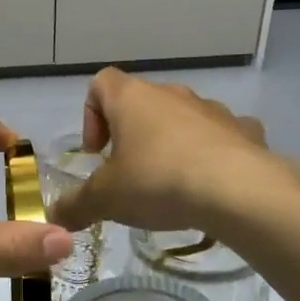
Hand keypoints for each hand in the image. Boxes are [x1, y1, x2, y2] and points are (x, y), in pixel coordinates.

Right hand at [46, 69, 294, 234]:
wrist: (239, 192)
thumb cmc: (158, 182)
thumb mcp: (105, 200)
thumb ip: (76, 205)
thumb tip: (53, 217)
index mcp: (132, 98)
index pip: (101, 83)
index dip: (92, 114)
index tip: (97, 153)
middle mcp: (172, 94)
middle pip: (142, 102)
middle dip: (132, 136)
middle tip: (129, 175)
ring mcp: (213, 110)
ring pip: (182, 119)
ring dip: (172, 144)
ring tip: (171, 185)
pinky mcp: (246, 131)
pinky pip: (221, 136)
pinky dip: (212, 154)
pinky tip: (211, 187)